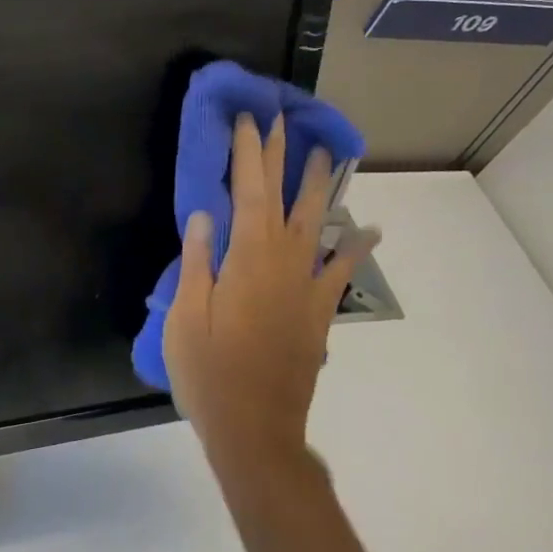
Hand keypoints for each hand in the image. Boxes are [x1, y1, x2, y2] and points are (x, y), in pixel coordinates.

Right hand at [163, 113, 380, 467]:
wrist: (256, 431)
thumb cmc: (209, 373)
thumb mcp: (185, 318)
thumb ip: (198, 262)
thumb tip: (205, 214)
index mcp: (247, 260)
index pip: (249, 192)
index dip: (249, 154)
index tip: (248, 120)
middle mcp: (283, 264)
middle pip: (284, 199)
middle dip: (282, 157)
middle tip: (283, 121)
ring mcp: (306, 288)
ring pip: (316, 225)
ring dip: (320, 186)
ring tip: (327, 154)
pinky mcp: (318, 312)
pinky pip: (340, 271)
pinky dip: (355, 246)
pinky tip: (367, 228)